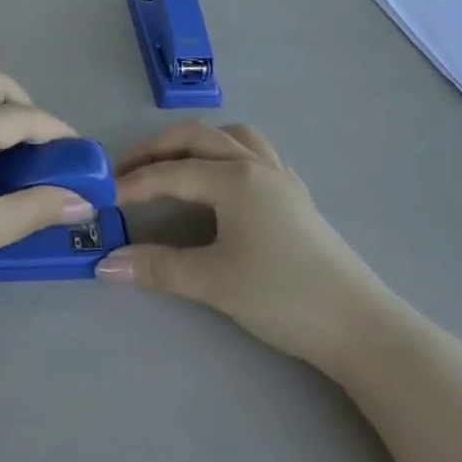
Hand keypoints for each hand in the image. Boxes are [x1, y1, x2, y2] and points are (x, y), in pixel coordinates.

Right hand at [97, 123, 386, 370]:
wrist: (359, 325)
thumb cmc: (282, 296)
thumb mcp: (213, 283)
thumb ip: (157, 268)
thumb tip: (105, 263)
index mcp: (234, 178)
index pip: (170, 173)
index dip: (133, 184)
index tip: (102, 196)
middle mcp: (255, 164)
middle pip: (197, 137)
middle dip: (158, 148)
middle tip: (127, 169)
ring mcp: (280, 176)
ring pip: (231, 136)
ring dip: (197, 142)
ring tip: (174, 163)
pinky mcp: (296, 194)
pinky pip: (255, 152)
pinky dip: (228, 152)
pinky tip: (224, 178)